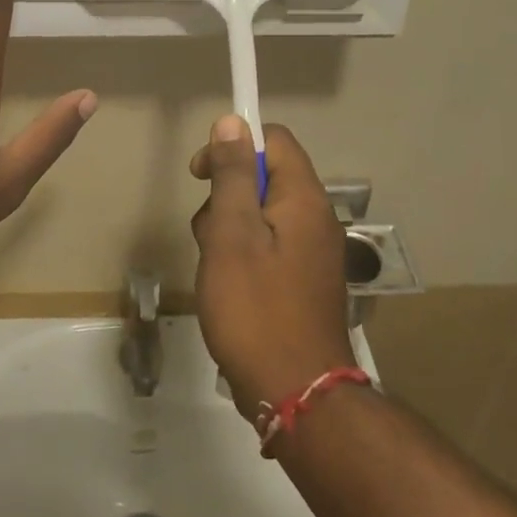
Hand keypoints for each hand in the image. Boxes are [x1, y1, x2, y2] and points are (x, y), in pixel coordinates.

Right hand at [189, 117, 356, 419]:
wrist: (297, 395)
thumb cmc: (256, 308)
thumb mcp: (232, 234)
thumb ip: (232, 175)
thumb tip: (233, 121)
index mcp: (303, 198)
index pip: (274, 140)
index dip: (234, 146)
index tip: (201, 175)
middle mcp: (315, 218)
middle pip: (264, 179)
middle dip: (226, 199)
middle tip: (209, 238)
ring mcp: (312, 253)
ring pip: (260, 217)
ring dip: (229, 234)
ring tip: (216, 273)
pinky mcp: (303, 282)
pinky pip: (268, 249)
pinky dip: (243, 260)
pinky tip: (229, 292)